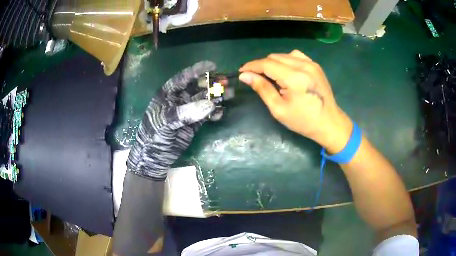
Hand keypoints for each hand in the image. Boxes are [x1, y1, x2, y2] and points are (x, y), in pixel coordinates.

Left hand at [127, 61, 218, 179]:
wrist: (153, 158)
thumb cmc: (153, 136)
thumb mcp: (165, 122)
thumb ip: (185, 113)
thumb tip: (210, 104)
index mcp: (168, 94)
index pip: (183, 78)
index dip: (197, 70)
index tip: (213, 66)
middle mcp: (179, 100)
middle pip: (198, 88)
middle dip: (212, 84)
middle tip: (226, 83)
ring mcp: (188, 111)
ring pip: (205, 100)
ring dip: (217, 97)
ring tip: (230, 95)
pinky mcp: (194, 124)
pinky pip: (207, 115)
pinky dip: (214, 113)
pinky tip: (220, 114)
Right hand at [239, 50, 351, 152]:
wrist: (329, 123)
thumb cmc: (303, 121)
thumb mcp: (279, 109)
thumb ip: (262, 88)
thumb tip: (245, 76)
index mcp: (294, 78)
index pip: (267, 64)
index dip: (251, 66)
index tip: (242, 72)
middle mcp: (304, 65)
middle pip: (274, 57)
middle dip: (261, 65)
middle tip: (255, 78)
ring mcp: (311, 63)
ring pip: (284, 55)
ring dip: (273, 63)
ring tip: (271, 76)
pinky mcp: (315, 65)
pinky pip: (295, 56)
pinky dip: (286, 61)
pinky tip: (285, 71)